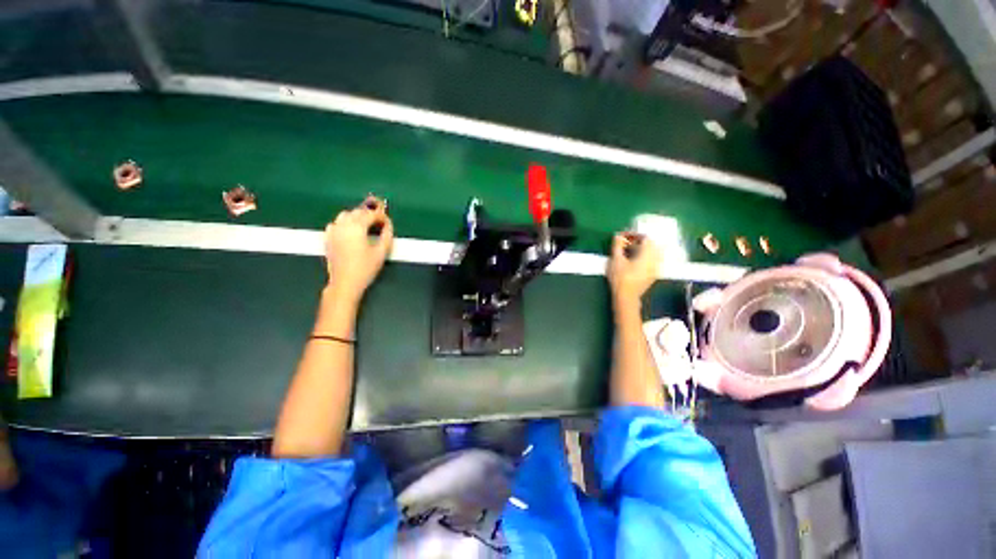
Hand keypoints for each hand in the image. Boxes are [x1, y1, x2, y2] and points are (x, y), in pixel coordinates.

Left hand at [324, 196, 393, 301]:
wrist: (345, 282)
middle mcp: (343, 224)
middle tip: (380, 223)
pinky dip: (345, 223)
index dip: (381, 216)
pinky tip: (351, 231)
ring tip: (366, 226)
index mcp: (357, 227)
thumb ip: (387, 235)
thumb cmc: (365, 268)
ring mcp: (333, 230)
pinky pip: (336, 223)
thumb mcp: (381, 252)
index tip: (388, 221)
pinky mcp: (328, 238)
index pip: (371, 214)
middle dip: (369, 214)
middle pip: (357, 211)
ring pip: (345, 215)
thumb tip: (388, 225)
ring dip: (357, 216)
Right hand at [607, 233, 661, 303]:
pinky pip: (651, 261)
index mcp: (648, 255)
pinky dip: (643, 258)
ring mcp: (655, 269)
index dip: (634, 235)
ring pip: (652, 253)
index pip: (646, 238)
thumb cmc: (620, 278)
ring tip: (627, 252)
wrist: (626, 297)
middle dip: (638, 242)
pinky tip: (632, 262)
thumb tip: (618, 236)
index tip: (623, 237)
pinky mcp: (653, 276)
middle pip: (650, 245)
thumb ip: (617, 245)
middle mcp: (655, 260)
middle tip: (625, 244)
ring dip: (641, 250)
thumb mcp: (616, 260)